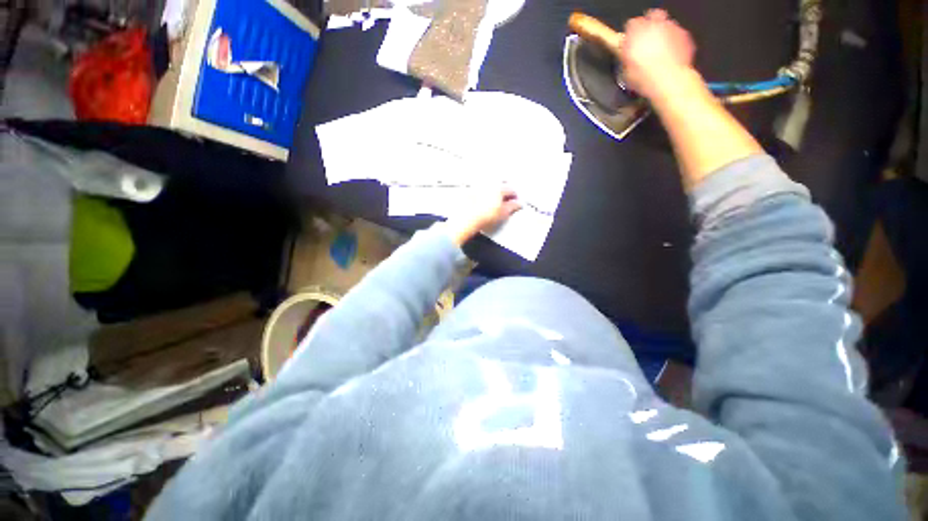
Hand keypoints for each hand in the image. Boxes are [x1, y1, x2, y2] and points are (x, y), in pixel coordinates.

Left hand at [445, 187, 521, 245]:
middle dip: (503, 191)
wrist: (466, 219)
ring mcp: (477, 186)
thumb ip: (512, 207)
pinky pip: (477, 189)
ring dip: (492, 191)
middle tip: (505, 200)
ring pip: (488, 185)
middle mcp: (488, 184)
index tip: (515, 201)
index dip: (514, 196)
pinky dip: (481, 193)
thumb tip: (518, 204)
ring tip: (493, 201)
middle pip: (499, 184)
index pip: (511, 189)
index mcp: (499, 188)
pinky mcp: (467, 191)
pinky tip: (480, 201)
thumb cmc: (486, 216)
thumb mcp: (503, 213)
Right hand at [617, 9, 695, 101]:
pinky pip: (678, 33)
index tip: (631, 41)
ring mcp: (671, 28)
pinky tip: (671, 54)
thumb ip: (627, 56)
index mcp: (636, 32)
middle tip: (648, 38)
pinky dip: (675, 41)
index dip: (631, 33)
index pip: (631, 24)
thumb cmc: (645, 77)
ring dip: (663, 32)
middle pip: (652, 15)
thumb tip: (628, 55)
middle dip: (650, 24)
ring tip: (660, 49)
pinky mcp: (684, 35)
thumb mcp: (626, 72)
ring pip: (666, 23)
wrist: (669, 80)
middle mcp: (654, 25)